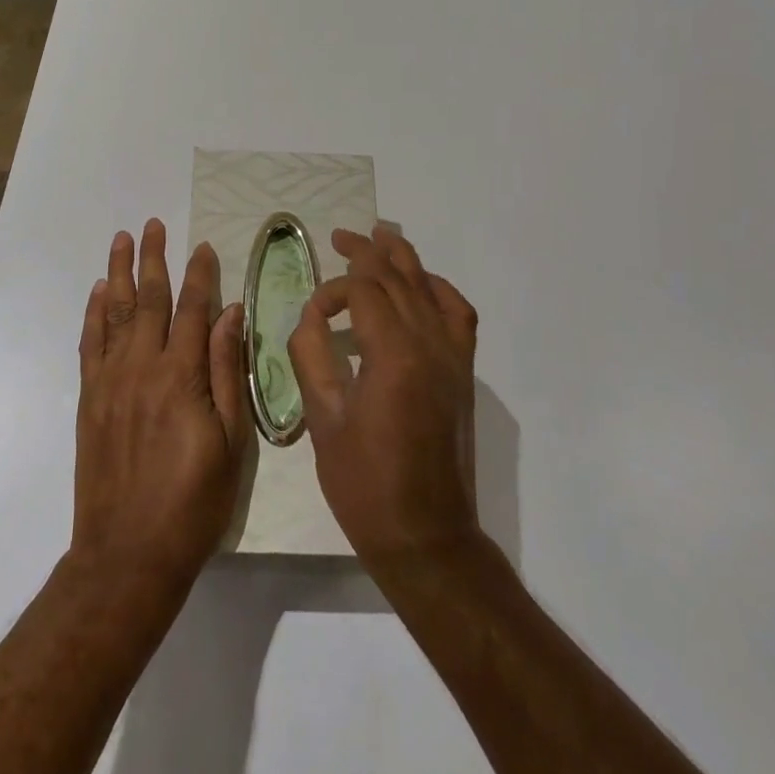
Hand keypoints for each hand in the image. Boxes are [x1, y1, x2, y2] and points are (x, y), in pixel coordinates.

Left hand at [72, 219, 249, 592]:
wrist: (128, 553)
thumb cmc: (193, 501)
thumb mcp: (231, 440)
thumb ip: (227, 370)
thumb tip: (232, 313)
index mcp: (182, 375)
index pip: (192, 309)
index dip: (199, 274)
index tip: (201, 246)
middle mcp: (143, 366)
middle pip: (148, 298)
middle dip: (154, 259)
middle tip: (154, 224)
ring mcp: (110, 380)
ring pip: (115, 312)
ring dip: (119, 272)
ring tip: (123, 239)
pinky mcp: (90, 398)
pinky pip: (90, 343)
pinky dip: (94, 313)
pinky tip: (99, 291)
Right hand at [288, 224, 480, 572]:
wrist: (427, 537)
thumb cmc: (365, 485)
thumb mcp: (322, 421)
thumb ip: (311, 356)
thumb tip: (312, 315)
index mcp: (393, 355)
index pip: (364, 292)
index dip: (333, 291)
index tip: (312, 313)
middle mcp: (430, 344)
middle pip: (397, 278)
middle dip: (366, 253)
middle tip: (339, 238)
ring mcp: (453, 356)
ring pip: (428, 287)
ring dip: (402, 259)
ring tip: (380, 236)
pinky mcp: (463, 371)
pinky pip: (458, 313)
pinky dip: (439, 289)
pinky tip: (422, 283)